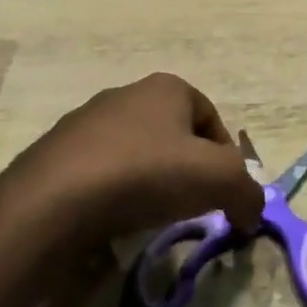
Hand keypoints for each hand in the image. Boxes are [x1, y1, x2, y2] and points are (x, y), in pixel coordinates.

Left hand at [9, 73, 262, 246]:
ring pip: (136, 152)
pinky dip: (114, 193)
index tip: (223, 195)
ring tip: (150, 216)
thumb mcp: (218, 179)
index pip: (211, 118)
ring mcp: (87, 121)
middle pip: (173, 134)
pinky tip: (112, 219)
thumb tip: (252, 211)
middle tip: (191, 206)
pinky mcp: (57, 152)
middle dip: (187, 169)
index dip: (225, 158)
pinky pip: (101, 171)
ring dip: (149, 181)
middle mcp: (127, 94)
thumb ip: (247, 191)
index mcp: (167, 88)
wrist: (54, 199)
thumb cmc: (146, 174)